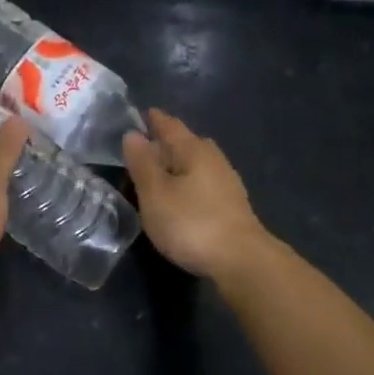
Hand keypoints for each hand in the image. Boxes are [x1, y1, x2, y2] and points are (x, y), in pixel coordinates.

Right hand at [122, 110, 272, 282]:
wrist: (241, 260)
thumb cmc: (191, 222)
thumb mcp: (155, 193)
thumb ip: (142, 163)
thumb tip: (133, 134)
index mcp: (193, 150)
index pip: (170, 126)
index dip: (154, 120)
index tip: (141, 115)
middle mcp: (214, 159)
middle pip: (188, 142)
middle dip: (168, 141)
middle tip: (147, 146)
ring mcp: (227, 182)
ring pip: (198, 163)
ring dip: (179, 164)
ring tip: (161, 172)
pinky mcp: (232, 206)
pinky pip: (204, 182)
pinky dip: (189, 183)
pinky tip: (182, 197)